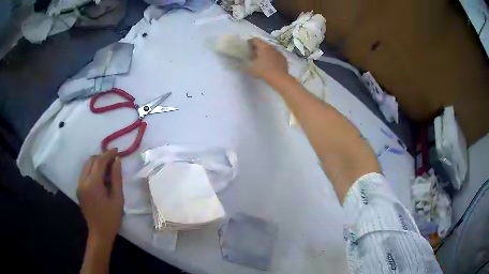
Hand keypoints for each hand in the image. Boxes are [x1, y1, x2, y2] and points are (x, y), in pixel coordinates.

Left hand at [77, 149, 123, 243]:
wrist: (99, 233)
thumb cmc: (111, 218)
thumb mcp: (117, 198)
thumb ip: (117, 178)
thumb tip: (117, 160)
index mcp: (93, 184)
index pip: (99, 162)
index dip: (108, 154)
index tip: (116, 150)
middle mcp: (83, 181)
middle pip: (91, 161)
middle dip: (101, 157)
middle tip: (113, 160)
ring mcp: (79, 185)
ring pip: (86, 166)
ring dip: (96, 163)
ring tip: (107, 167)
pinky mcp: (79, 189)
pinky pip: (84, 173)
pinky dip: (92, 170)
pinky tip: (100, 177)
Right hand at [247, 38, 288, 80]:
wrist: (279, 78)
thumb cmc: (263, 71)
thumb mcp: (250, 67)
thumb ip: (244, 61)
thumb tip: (242, 59)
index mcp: (263, 47)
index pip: (255, 39)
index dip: (249, 42)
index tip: (246, 48)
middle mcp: (271, 47)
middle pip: (263, 44)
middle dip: (257, 48)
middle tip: (253, 54)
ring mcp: (279, 52)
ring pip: (270, 50)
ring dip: (265, 53)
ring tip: (262, 60)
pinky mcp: (283, 59)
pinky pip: (276, 55)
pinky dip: (272, 58)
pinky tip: (270, 64)